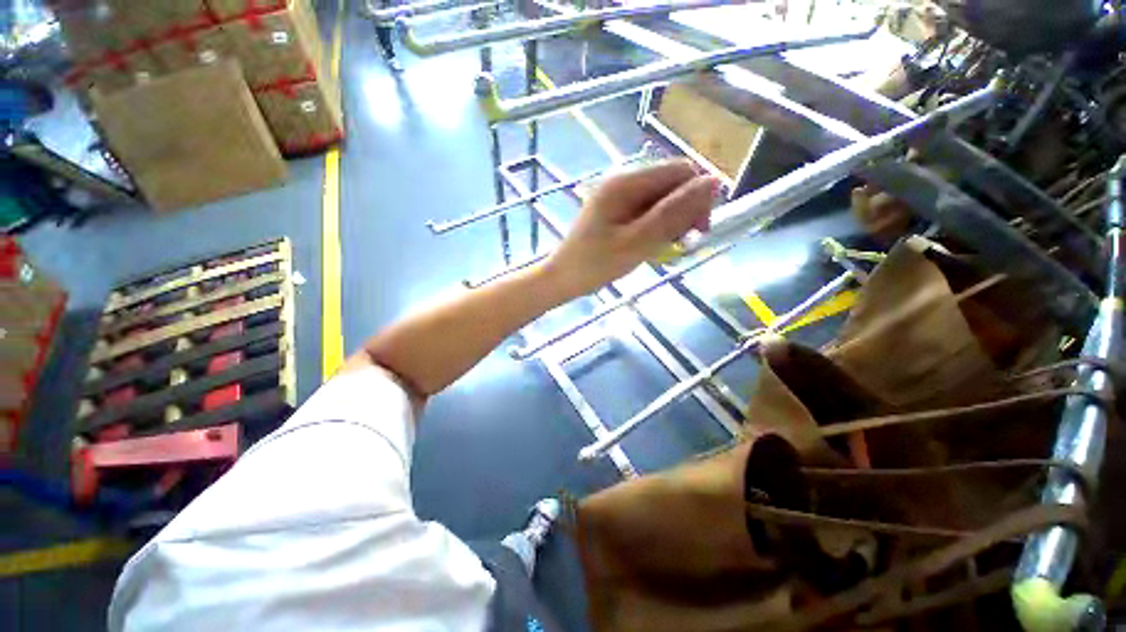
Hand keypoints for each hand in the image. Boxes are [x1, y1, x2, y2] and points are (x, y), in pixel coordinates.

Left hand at [542, 160, 716, 298]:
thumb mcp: (637, 242)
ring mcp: (619, 197)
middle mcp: (623, 181)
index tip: (698, 231)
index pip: (681, 171)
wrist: (563, 278)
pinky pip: (648, 212)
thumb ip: (673, 213)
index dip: (698, 196)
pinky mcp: (617, 211)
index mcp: (626, 182)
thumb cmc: (594, 264)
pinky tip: (651, 246)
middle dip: (685, 211)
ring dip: (671, 222)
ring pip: (662, 199)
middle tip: (680, 244)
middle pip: (672, 184)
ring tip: (663, 248)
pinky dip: (656, 228)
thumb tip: (713, 183)